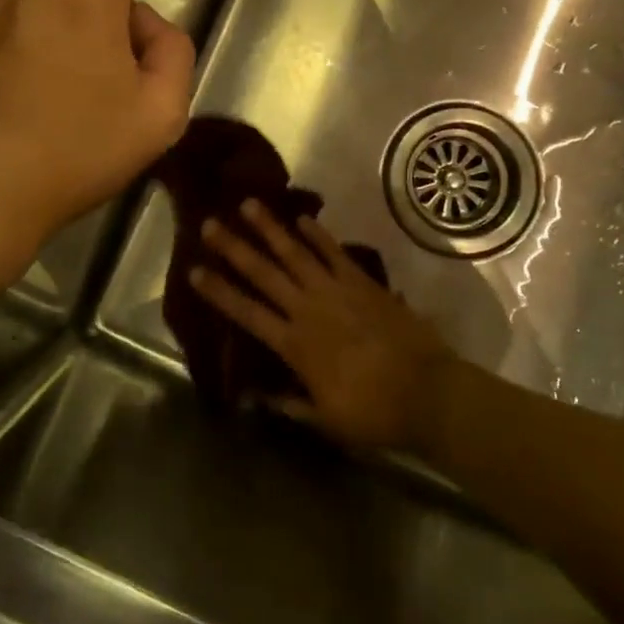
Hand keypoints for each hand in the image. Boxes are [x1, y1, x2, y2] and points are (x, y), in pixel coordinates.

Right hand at [190, 200, 456, 451]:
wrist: (428, 392)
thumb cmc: (374, 413)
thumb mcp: (325, 419)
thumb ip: (289, 404)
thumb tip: (255, 396)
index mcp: (295, 345)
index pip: (247, 312)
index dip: (219, 291)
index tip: (194, 270)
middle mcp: (308, 309)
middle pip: (264, 273)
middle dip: (235, 247)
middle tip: (210, 223)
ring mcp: (336, 290)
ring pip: (295, 253)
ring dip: (270, 228)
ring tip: (249, 204)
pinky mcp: (363, 282)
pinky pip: (335, 252)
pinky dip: (318, 234)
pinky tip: (302, 218)